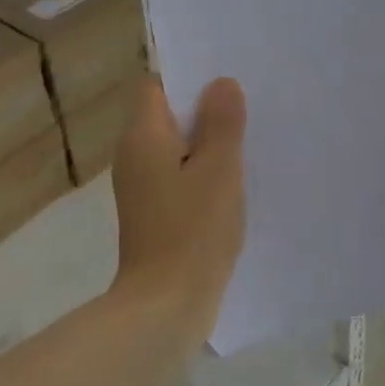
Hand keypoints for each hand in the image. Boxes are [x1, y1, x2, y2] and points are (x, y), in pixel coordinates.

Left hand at [110, 75, 247, 345]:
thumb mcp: (218, 169)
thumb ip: (222, 122)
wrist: (165, 307)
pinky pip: (179, 176)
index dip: (188, 78)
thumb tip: (221, 83)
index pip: (156, 86)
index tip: (225, 79)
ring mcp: (142, 187)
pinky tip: (234, 182)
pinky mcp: (154, 213)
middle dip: (205, 110)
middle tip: (249, 107)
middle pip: (168, 115)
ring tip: (250, 140)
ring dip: (207, 144)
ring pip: (176, 148)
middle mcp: (134, 156)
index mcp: (143, 136)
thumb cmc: (192, 230)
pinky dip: (202, 173)